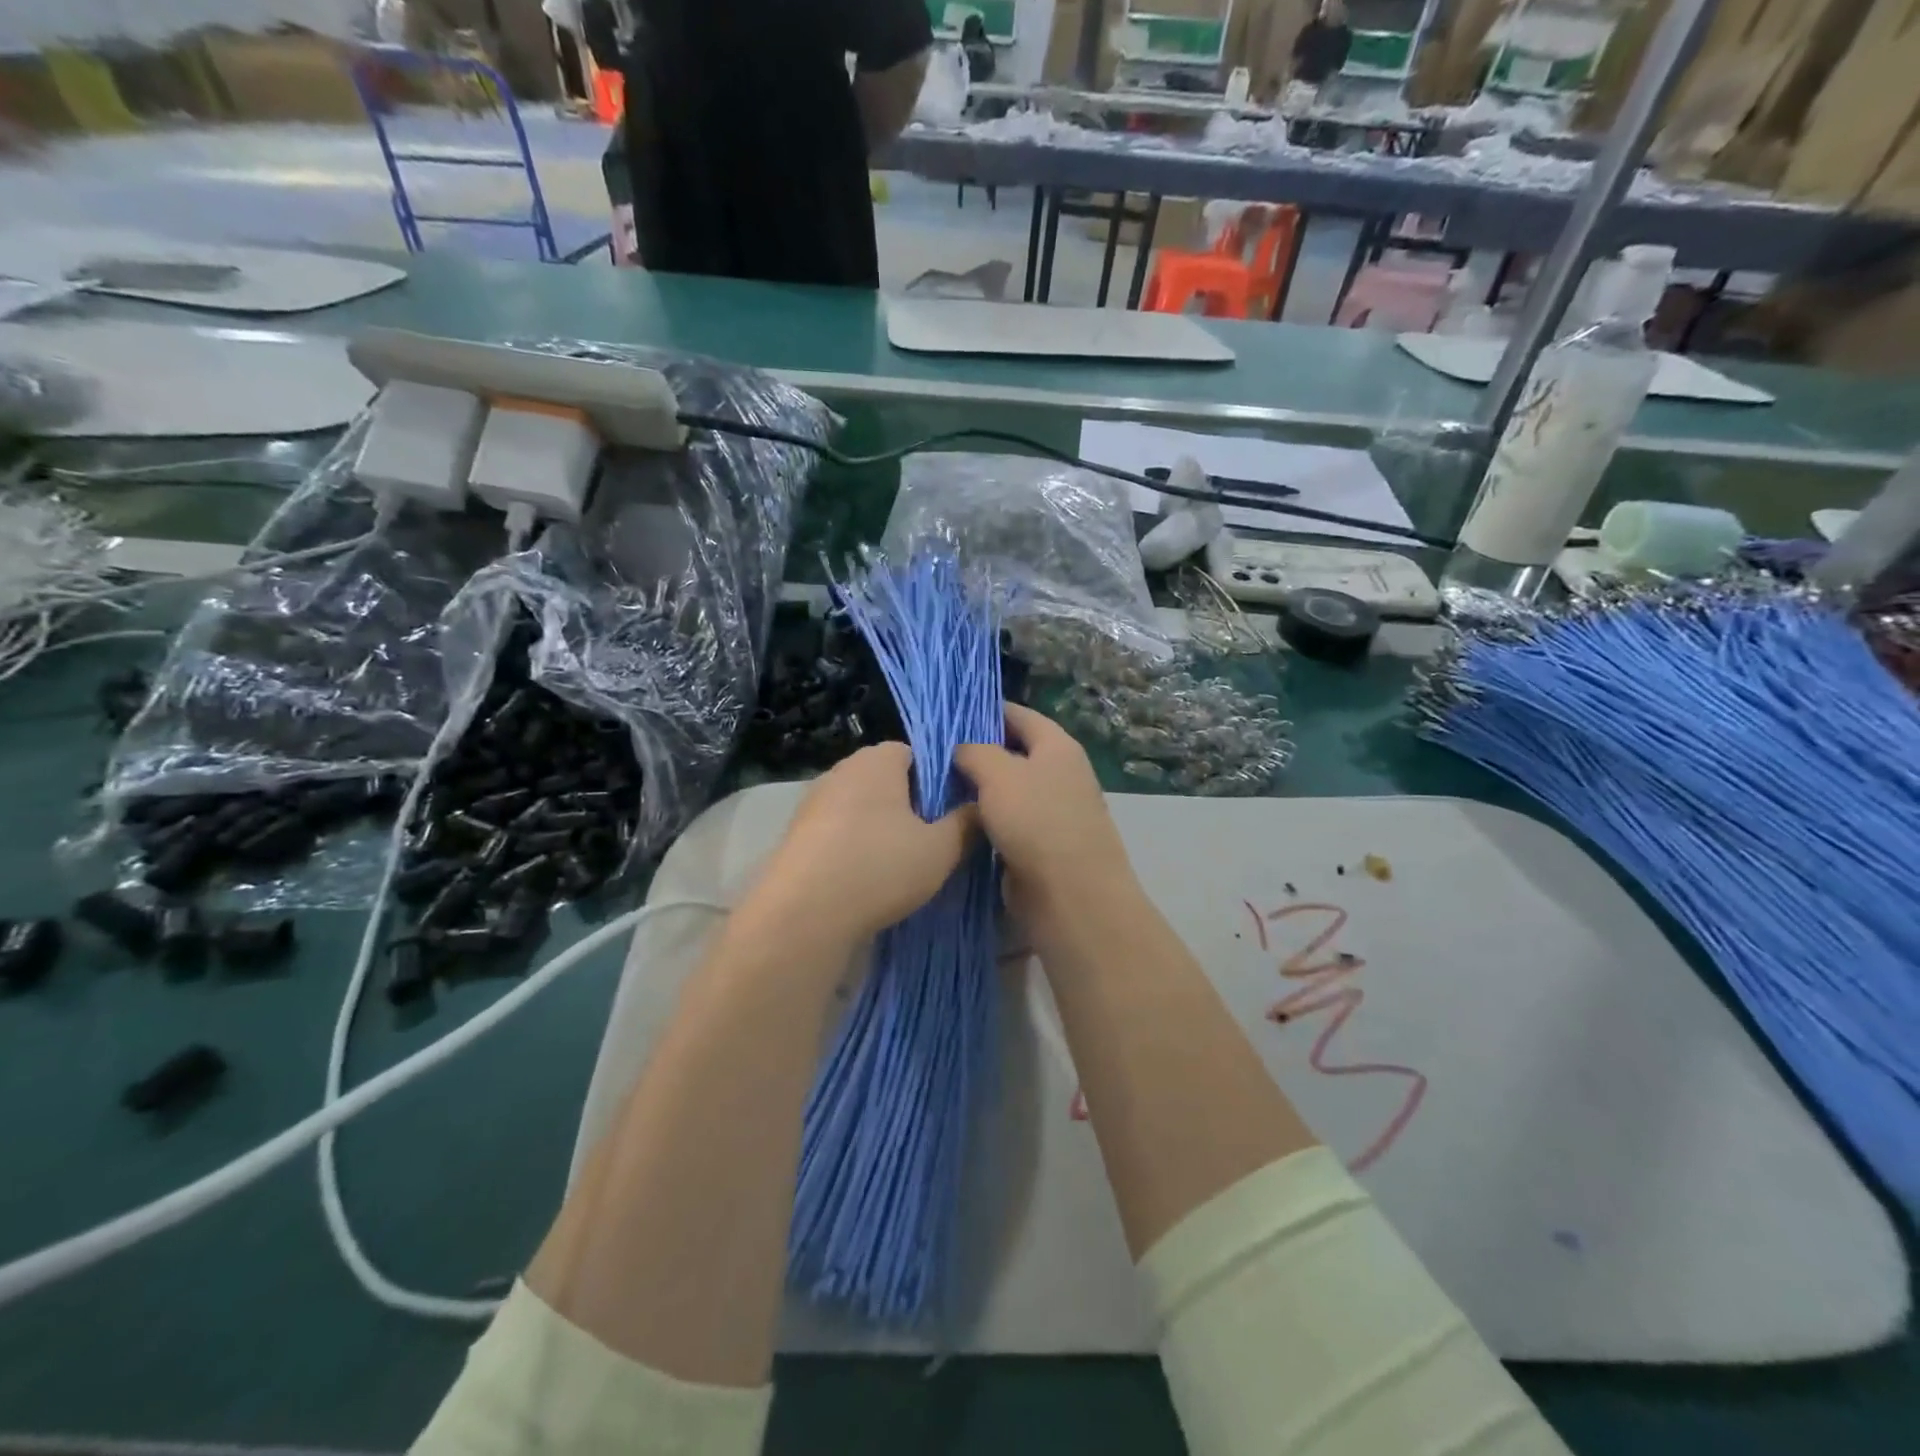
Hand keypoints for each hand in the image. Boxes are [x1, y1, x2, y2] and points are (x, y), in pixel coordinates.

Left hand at [751, 743, 978, 946]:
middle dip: (909, 805)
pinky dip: (854, 846)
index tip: (951, 812)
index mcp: (877, 760)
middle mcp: (842, 770)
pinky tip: (867, 878)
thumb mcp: (941, 849)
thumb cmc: (880, 867)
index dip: (938, 779)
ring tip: (900, 863)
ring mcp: (813, 802)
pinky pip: (838, 831)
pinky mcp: (796, 834)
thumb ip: (966, 823)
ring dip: (880, 828)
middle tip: (931, 839)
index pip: (916, 753)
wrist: (804, 915)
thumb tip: (979, 808)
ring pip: (861, 807)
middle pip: (886, 779)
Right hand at [955, 704, 1134, 935]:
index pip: (1019, 714)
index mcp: (1057, 747)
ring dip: (976, 789)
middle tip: (932, 753)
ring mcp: (1051, 811)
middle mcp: (1058, 774)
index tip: (948, 713)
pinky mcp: (1040, 845)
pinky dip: (983, 820)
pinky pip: (1005, 822)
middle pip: (1012, 752)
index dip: (985, 710)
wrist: (1071, 896)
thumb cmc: (1036, 821)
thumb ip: (975, 752)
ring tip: (933, 785)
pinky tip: (952, 821)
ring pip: (1006, 790)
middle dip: (976, 751)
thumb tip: (963, 750)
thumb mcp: (998, 773)